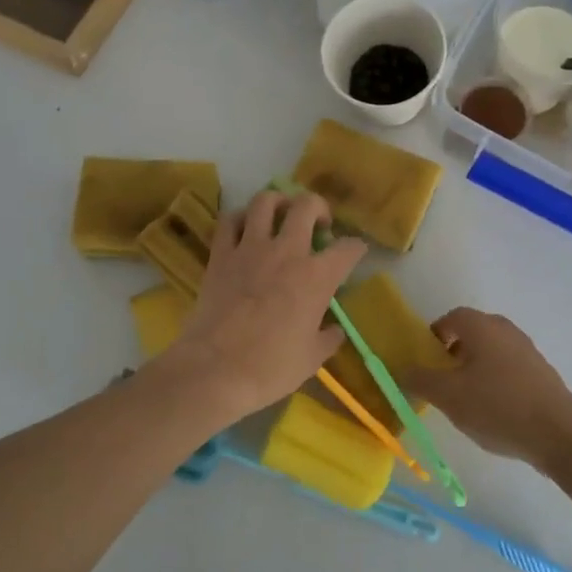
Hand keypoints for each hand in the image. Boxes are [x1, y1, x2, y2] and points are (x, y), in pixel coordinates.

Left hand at [159, 190, 364, 421]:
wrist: (216, 370)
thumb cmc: (270, 368)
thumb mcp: (312, 358)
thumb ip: (327, 337)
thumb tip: (333, 329)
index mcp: (317, 277)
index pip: (348, 248)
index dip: (356, 247)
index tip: (355, 252)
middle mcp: (287, 252)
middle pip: (306, 205)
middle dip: (318, 208)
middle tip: (318, 224)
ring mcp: (250, 249)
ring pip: (266, 201)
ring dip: (278, 202)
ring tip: (281, 215)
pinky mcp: (220, 255)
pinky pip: (230, 221)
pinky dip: (240, 218)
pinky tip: (245, 229)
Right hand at [400, 309, 571, 472]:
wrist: (559, 434)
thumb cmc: (497, 406)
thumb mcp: (448, 396)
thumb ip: (420, 379)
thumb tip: (403, 369)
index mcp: (483, 327)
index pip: (452, 317)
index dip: (434, 335)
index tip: (426, 360)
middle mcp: (506, 331)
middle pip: (473, 333)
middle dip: (453, 352)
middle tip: (443, 380)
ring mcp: (528, 351)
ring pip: (491, 352)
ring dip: (474, 368)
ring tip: (466, 399)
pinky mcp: (542, 374)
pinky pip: (508, 368)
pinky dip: (495, 381)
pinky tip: (493, 410)